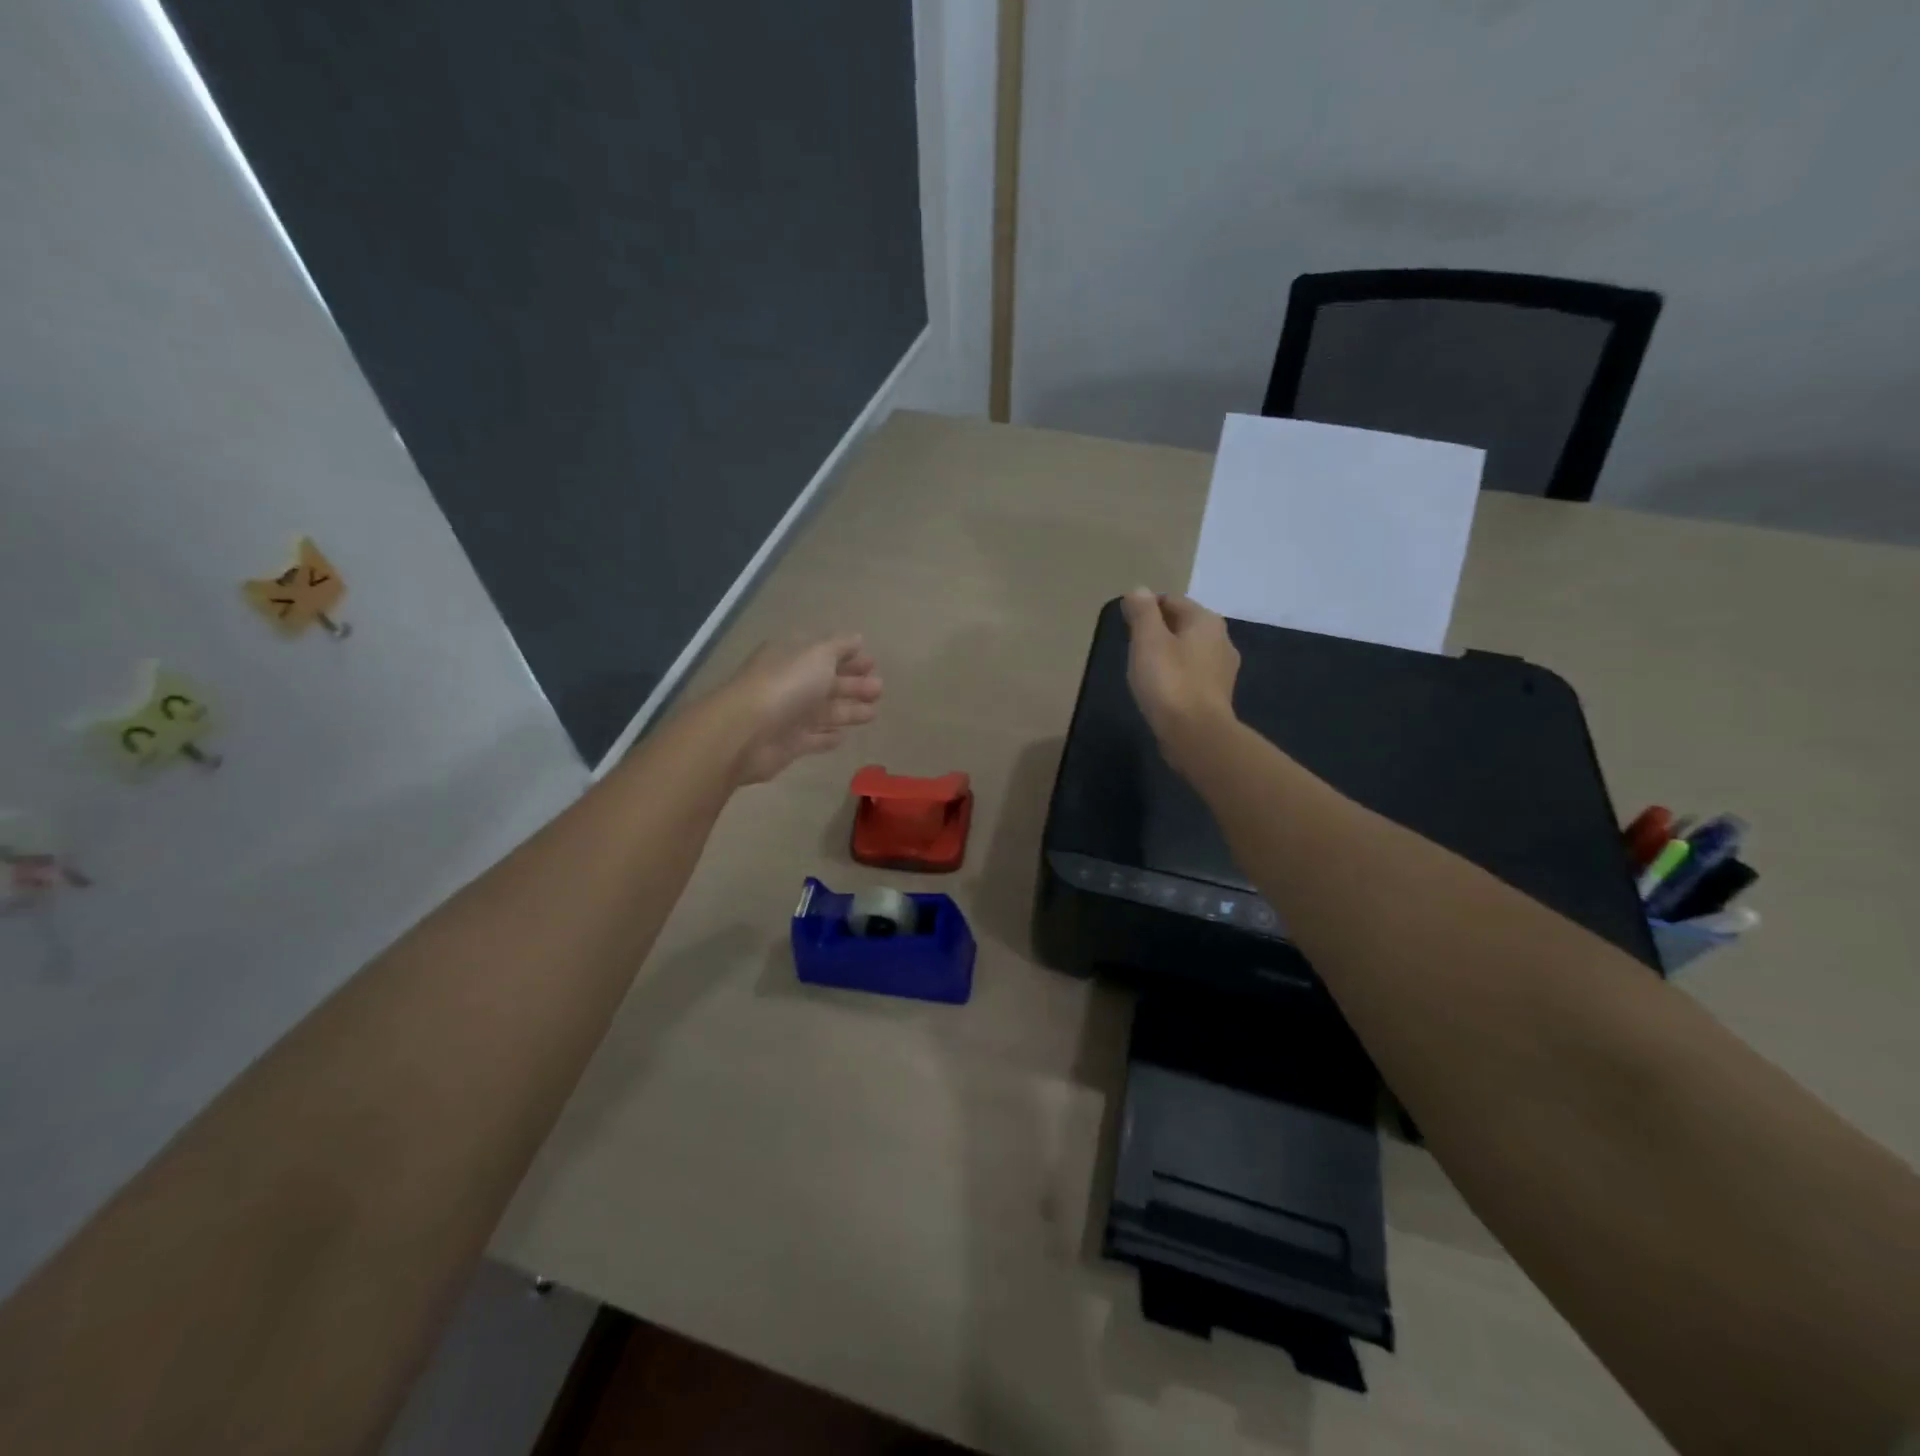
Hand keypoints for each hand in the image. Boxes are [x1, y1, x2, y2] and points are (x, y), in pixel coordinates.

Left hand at [713, 635, 882, 785]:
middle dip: (854, 684)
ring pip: (824, 711)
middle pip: (826, 682)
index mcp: (792, 657)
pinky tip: (844, 736)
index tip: (873, 663)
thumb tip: (857, 638)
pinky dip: (828, 736)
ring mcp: (788, 715)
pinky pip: (814, 738)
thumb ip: (839, 647)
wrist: (748, 732)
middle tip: (879, 688)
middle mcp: (789, 683)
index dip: (848, 657)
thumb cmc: (787, 685)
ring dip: (848, 710)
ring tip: (874, 713)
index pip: (824, 653)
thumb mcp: (818, 655)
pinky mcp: (789, 744)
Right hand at [1120, 589, 1239, 772]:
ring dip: (1168, 652)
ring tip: (1144, 666)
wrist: (1195, 734)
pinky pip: (1193, 673)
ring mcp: (1223, 669)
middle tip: (1132, 644)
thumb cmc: (1169, 682)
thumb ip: (1142, 612)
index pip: (1171, 600)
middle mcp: (1221, 639)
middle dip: (1158, 629)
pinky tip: (1162, 688)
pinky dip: (1177, 673)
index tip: (1125, 621)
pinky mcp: (1217, 694)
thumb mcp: (1148, 641)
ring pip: (1189, 650)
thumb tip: (1139, 590)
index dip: (1146, 607)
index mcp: (1205, 621)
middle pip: (1183, 624)